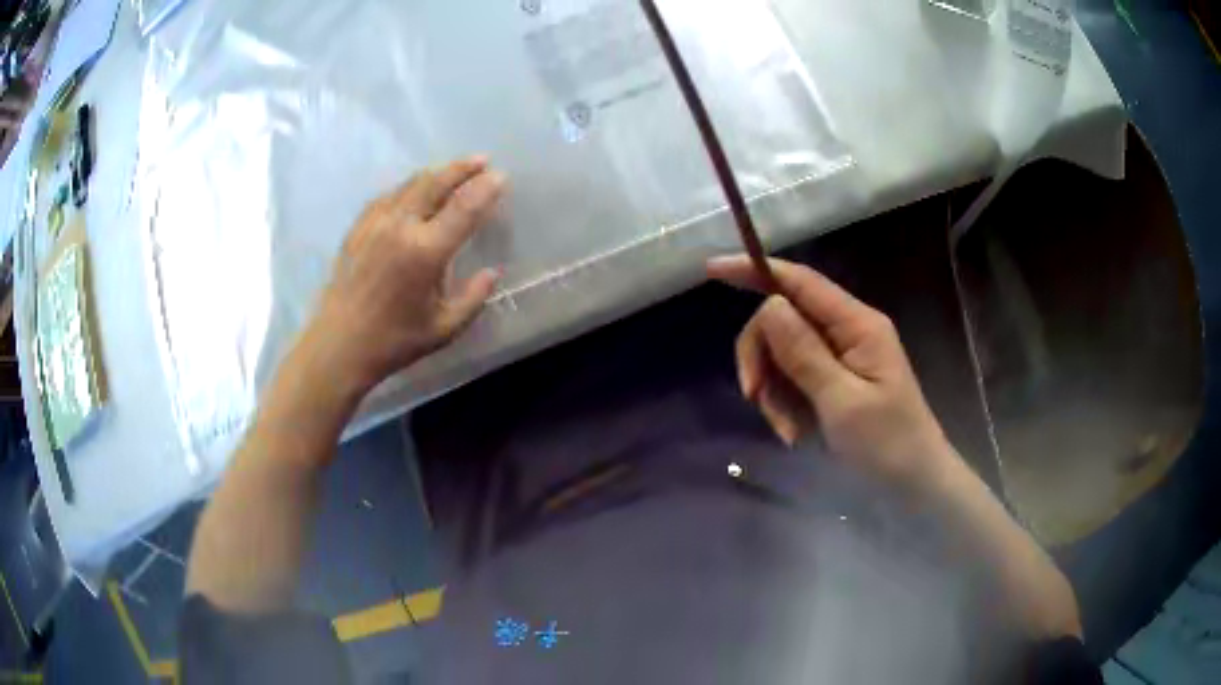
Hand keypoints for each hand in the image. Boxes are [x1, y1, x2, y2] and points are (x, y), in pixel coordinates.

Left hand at [304, 157, 504, 397]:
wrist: (338, 346)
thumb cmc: (393, 342)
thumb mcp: (444, 329)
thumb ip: (473, 298)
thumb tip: (493, 273)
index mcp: (426, 252)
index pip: (464, 207)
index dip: (486, 188)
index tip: (501, 177)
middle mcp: (401, 227)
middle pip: (436, 182)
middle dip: (462, 168)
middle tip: (482, 160)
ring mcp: (375, 223)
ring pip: (410, 184)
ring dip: (436, 173)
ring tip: (452, 170)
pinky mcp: (358, 228)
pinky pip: (387, 196)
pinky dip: (407, 187)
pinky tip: (413, 190)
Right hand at [708, 255, 958, 494]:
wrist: (913, 485)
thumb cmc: (887, 445)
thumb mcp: (842, 402)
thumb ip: (804, 353)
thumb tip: (768, 305)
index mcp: (857, 325)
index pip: (800, 282)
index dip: (756, 270)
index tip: (711, 270)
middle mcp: (847, 331)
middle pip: (783, 320)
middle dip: (761, 356)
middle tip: (754, 397)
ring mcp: (840, 357)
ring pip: (782, 353)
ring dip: (773, 390)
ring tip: (788, 430)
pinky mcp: (834, 381)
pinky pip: (792, 379)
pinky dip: (785, 404)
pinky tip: (795, 433)